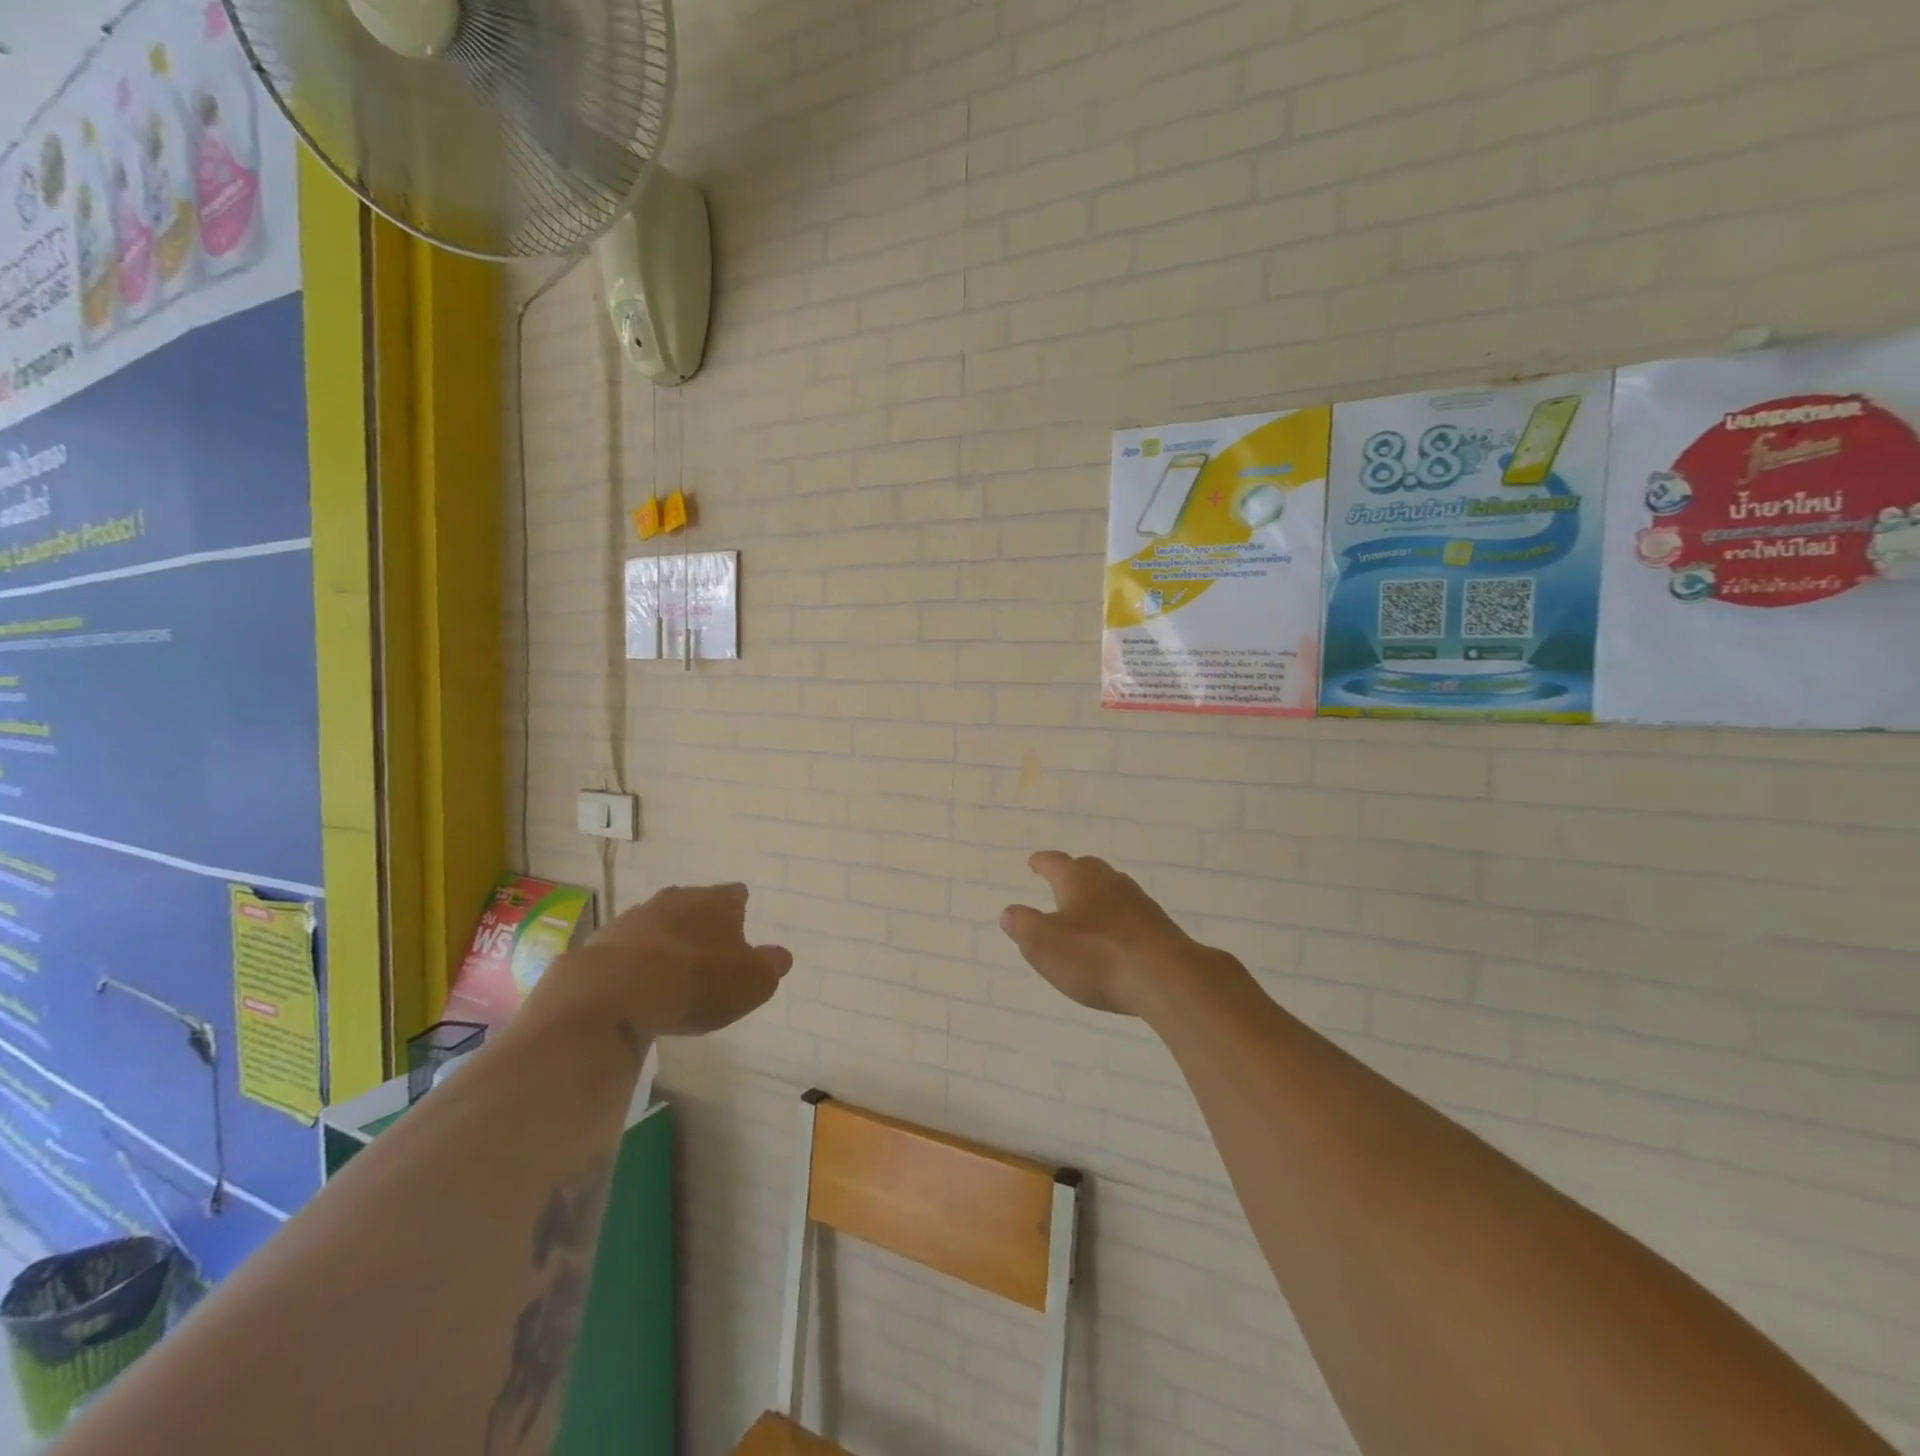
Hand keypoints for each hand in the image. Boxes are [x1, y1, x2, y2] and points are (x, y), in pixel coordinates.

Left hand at [527, 883, 791, 1039]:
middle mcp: (678, 899)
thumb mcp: (753, 982)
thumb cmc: (699, 981)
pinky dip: (633, 960)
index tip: (740, 926)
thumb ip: (770, 967)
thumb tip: (780, 957)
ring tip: (669, 970)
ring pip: (658, 921)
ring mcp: (636, 916)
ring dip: (664, 939)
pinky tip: (635, 984)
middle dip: (700, 922)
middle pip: (694, 903)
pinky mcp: (602, 941)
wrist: (617, 992)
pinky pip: (626, 946)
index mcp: (718, 902)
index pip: (736, 894)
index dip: (739, 910)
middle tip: (706, 950)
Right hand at [1000, 852, 1200, 1016]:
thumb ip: (1023, 926)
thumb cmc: (1095, 956)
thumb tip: (1010, 912)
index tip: (1034, 862)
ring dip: (1099, 897)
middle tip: (1062, 879)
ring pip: (1114, 891)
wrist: (1166, 978)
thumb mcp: (1043, 944)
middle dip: (1074, 873)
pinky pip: (1132, 917)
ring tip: (1088, 911)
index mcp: (1079, 880)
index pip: (1056, 863)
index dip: (1043, 862)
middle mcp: (1111, 883)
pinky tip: (1116, 940)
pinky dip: (1118, 922)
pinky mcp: (1161, 930)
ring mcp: (1140, 905)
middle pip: (1090, 870)